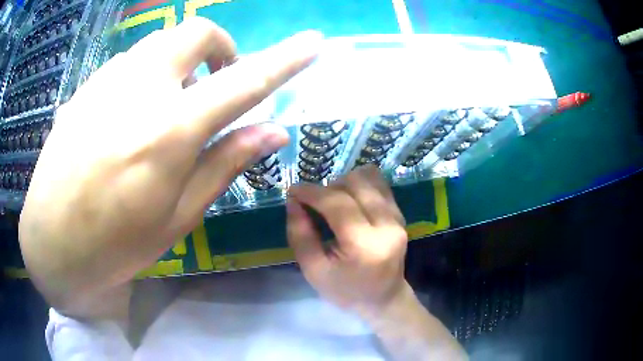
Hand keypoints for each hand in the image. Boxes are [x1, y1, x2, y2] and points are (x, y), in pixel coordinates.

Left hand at [18, 17, 321, 314]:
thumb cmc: (115, 244)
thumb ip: (225, 163)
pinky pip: (128, 64)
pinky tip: (127, 118)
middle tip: (213, 84)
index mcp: (170, 130)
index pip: (244, 80)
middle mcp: (140, 88)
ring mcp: (107, 81)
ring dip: (178, 64)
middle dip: (218, 48)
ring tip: (165, 110)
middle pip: (196, 32)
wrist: (51, 242)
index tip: (312, 42)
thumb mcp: (177, 217)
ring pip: (159, 44)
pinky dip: (145, 77)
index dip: (285, 59)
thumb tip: (273, 131)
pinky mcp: (86, 87)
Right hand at [286, 165, 407, 314]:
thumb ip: (300, 234)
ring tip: (333, 201)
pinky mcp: (401, 214)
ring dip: (345, 183)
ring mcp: (398, 218)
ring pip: (370, 178)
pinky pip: (380, 185)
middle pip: (356, 183)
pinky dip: (360, 186)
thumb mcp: (313, 270)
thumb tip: (293, 201)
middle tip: (315, 203)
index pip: (337, 204)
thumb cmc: (345, 290)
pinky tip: (350, 201)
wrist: (383, 298)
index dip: (311, 192)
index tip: (293, 190)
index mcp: (364, 245)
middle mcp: (387, 225)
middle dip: (329, 187)